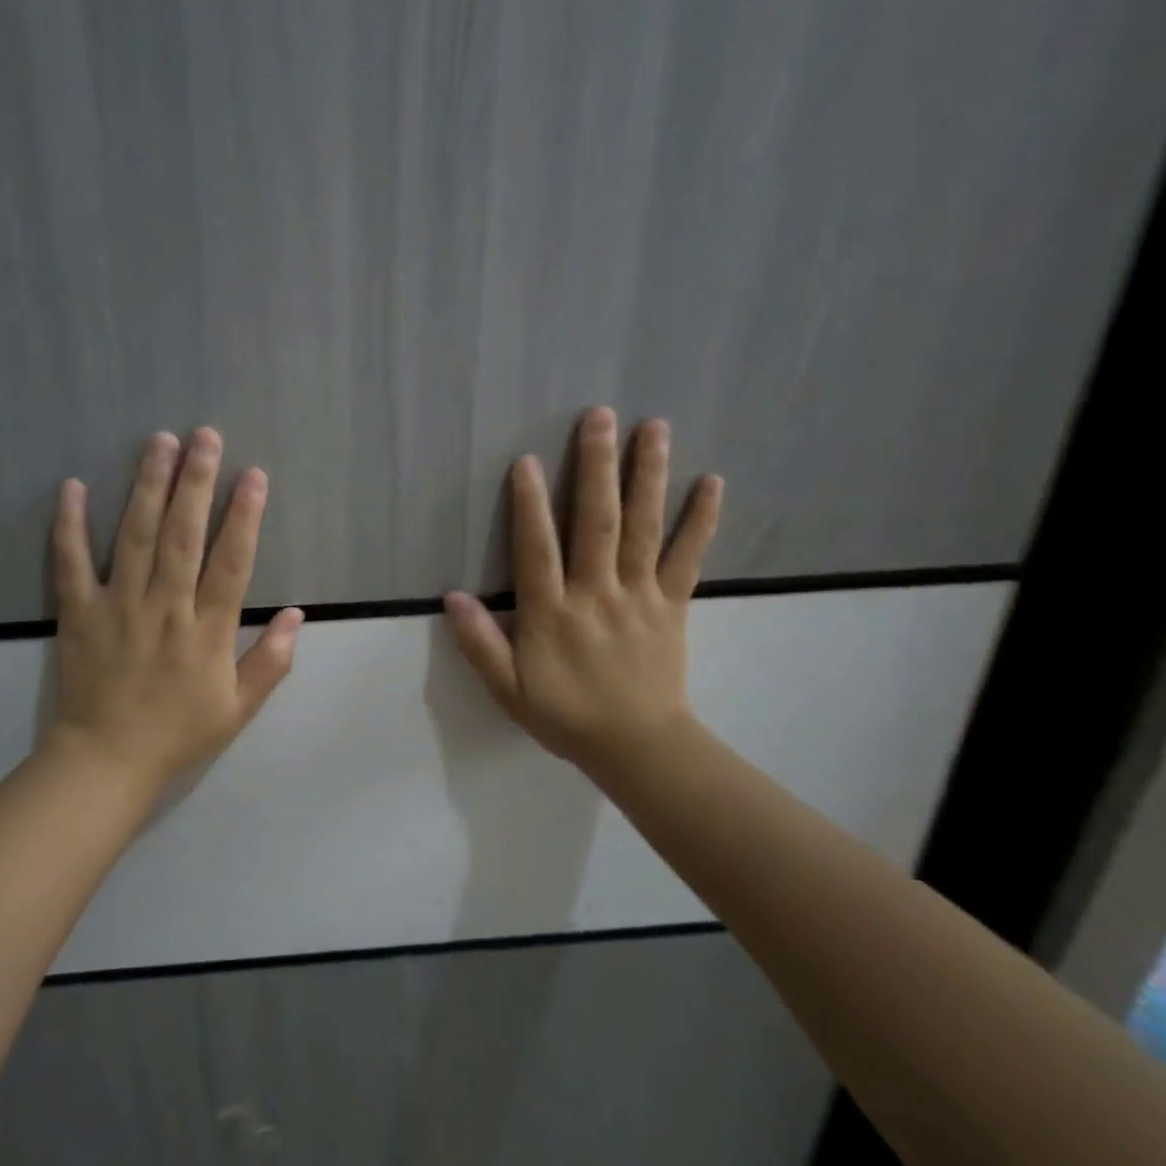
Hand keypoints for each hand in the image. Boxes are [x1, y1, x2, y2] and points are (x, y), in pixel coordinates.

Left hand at [46, 428, 303, 793]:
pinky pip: (71, 563)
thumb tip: (297, 614)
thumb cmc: (177, 734)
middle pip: (182, 535)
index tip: (253, 475)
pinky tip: (73, 486)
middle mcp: (165, 608)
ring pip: (134, 536)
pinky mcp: (79, 612)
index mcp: (206, 631)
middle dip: (196, 482)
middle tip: (205, 436)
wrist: (105, 762)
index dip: (245, 516)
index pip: (231, 563)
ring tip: (159, 442)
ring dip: (148, 486)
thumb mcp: (238, 709)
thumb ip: (271, 661)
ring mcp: (118, 606)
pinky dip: (70, 524)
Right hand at [445, 408, 722, 776]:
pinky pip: (688, 556)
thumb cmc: (566, 716)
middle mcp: (596, 595)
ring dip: (647, 475)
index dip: (529, 504)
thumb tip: (453, 596)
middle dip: (596, 467)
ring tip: (654, 427)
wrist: (640, 748)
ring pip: (643, 528)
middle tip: (600, 417)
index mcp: (552, 615)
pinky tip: (712, 481)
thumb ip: (480, 644)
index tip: (526, 460)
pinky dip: (701, 518)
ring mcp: (640, 596)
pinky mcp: (673, 604)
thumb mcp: (509, 690)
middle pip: (596, 522)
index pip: (537, 550)